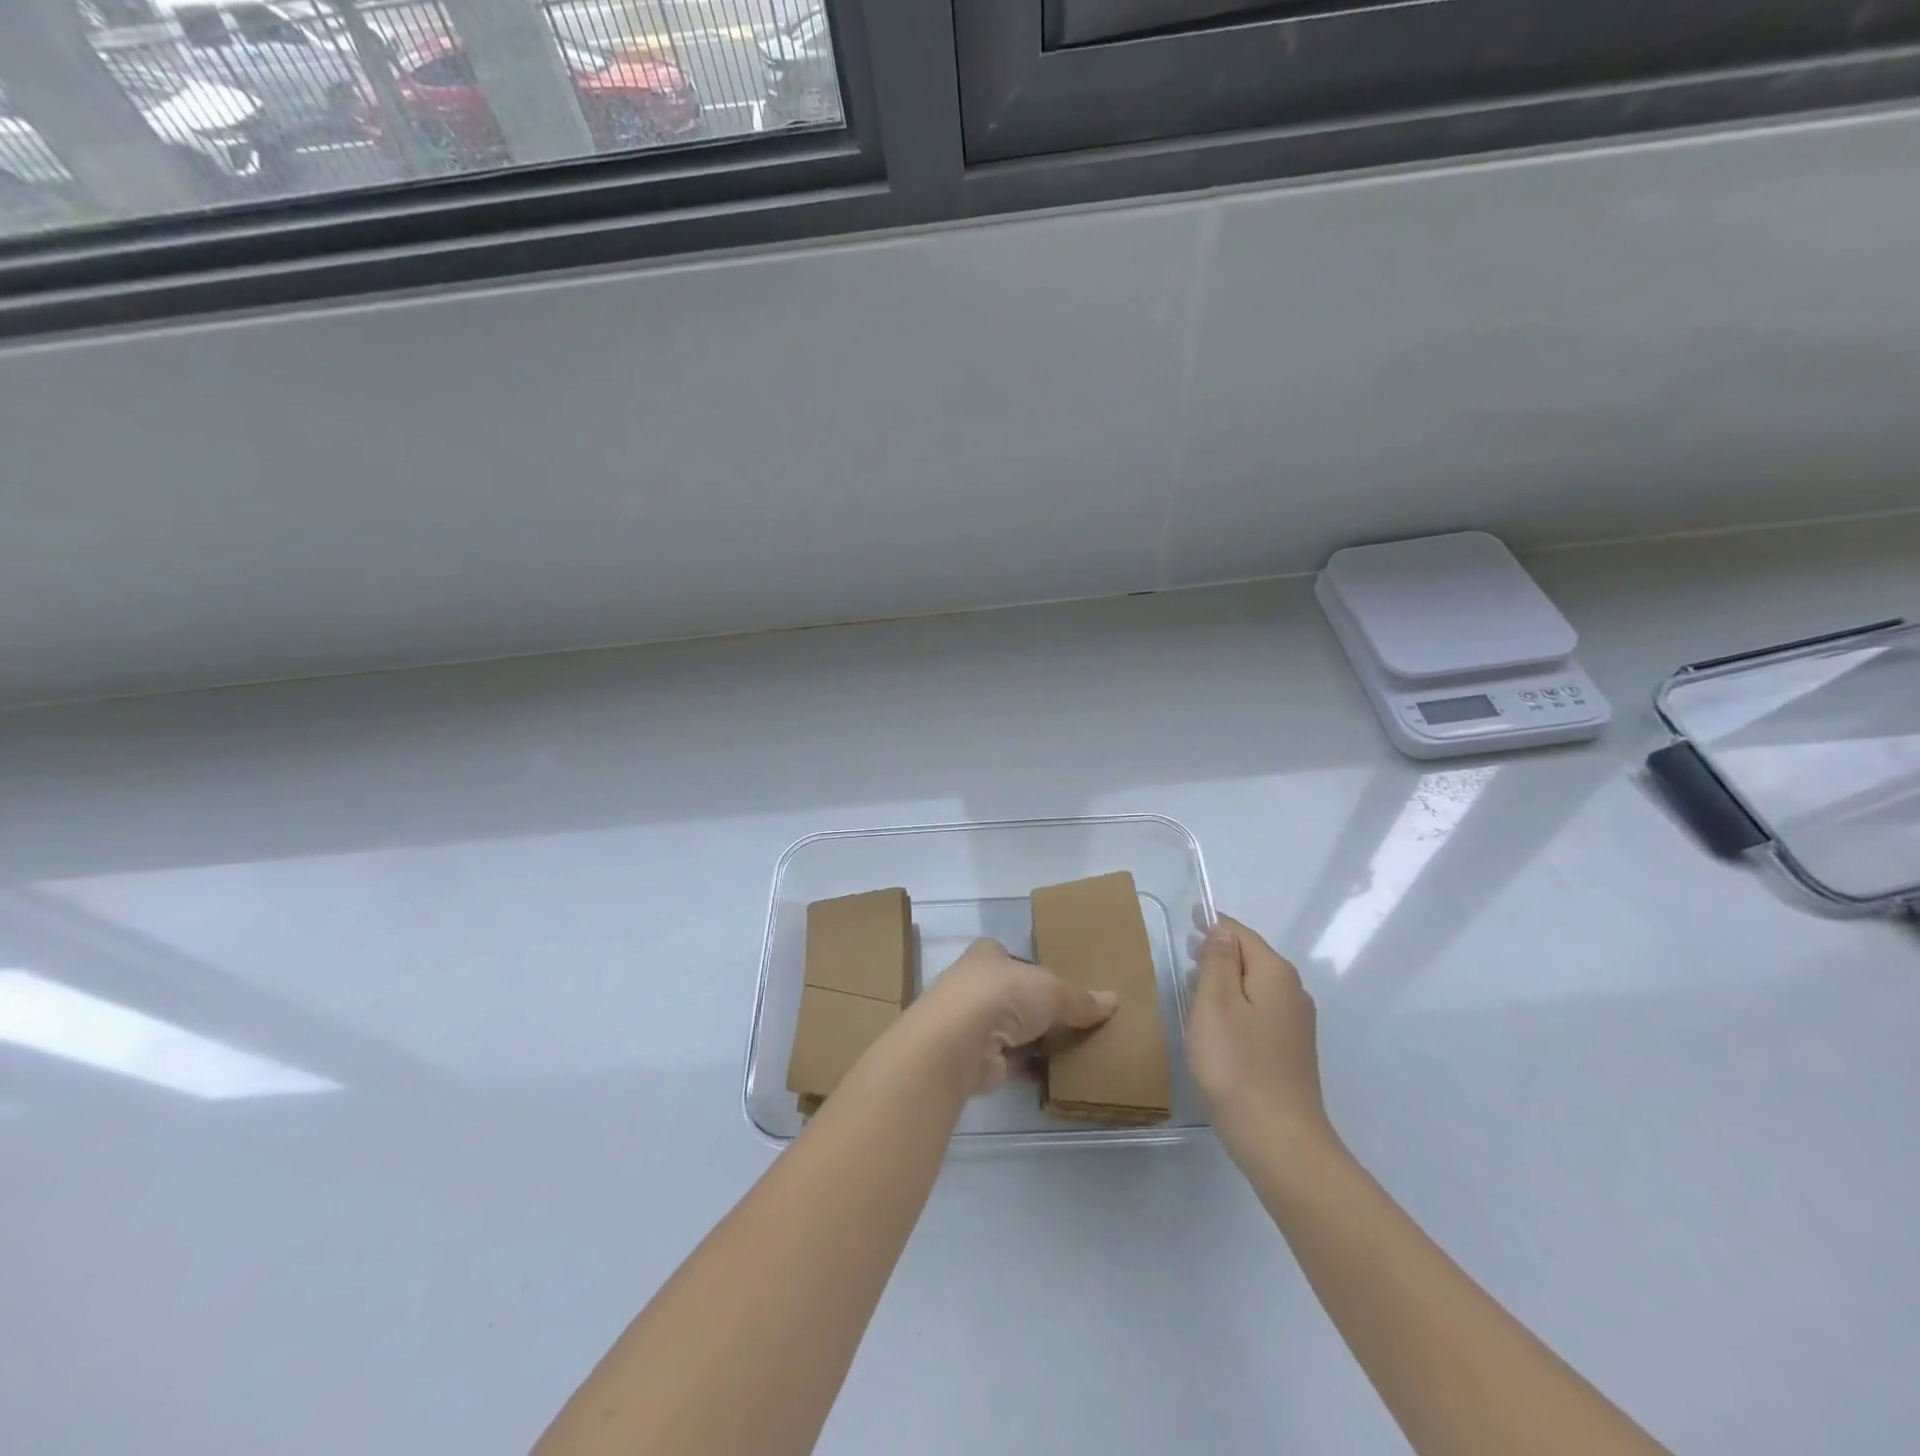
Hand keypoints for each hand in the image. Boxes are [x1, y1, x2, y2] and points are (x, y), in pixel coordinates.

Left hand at [907, 938, 1117, 1096]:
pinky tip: (1056, 1074)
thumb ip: (1080, 999)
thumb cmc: (1002, 995)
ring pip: (1011, 1029)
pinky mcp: (974, 1059)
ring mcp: (971, 1024)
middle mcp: (974, 984)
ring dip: (1033, 1040)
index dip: (1031, 967)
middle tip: (1074, 1019)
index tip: (1058, 982)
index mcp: (986, 955)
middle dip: (1036, 1008)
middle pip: (1012, 995)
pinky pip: (1010, 1061)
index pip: (1010, 956)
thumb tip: (1114, 1001)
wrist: (958, 1042)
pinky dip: (1029, 1067)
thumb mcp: (1051, 990)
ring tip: (1073, 1048)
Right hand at [1186, 916, 1337, 1166]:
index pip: (1241, 933)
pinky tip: (1217, 1027)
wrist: (1279, 1141)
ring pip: (1255, 987)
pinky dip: (1237, 1007)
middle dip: (1219, 953)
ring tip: (1194, 989)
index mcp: (1275, 974)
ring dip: (1226, 982)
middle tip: (1184, 958)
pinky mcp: (1291, 1052)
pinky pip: (1260, 1012)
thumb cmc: (1236, 1065)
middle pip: (1252, 958)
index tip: (1186, 923)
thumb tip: (1223, 930)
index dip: (1213, 925)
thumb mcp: (1215, 1004)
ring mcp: (1296, 1025)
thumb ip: (1218, 961)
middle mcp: (1293, 992)